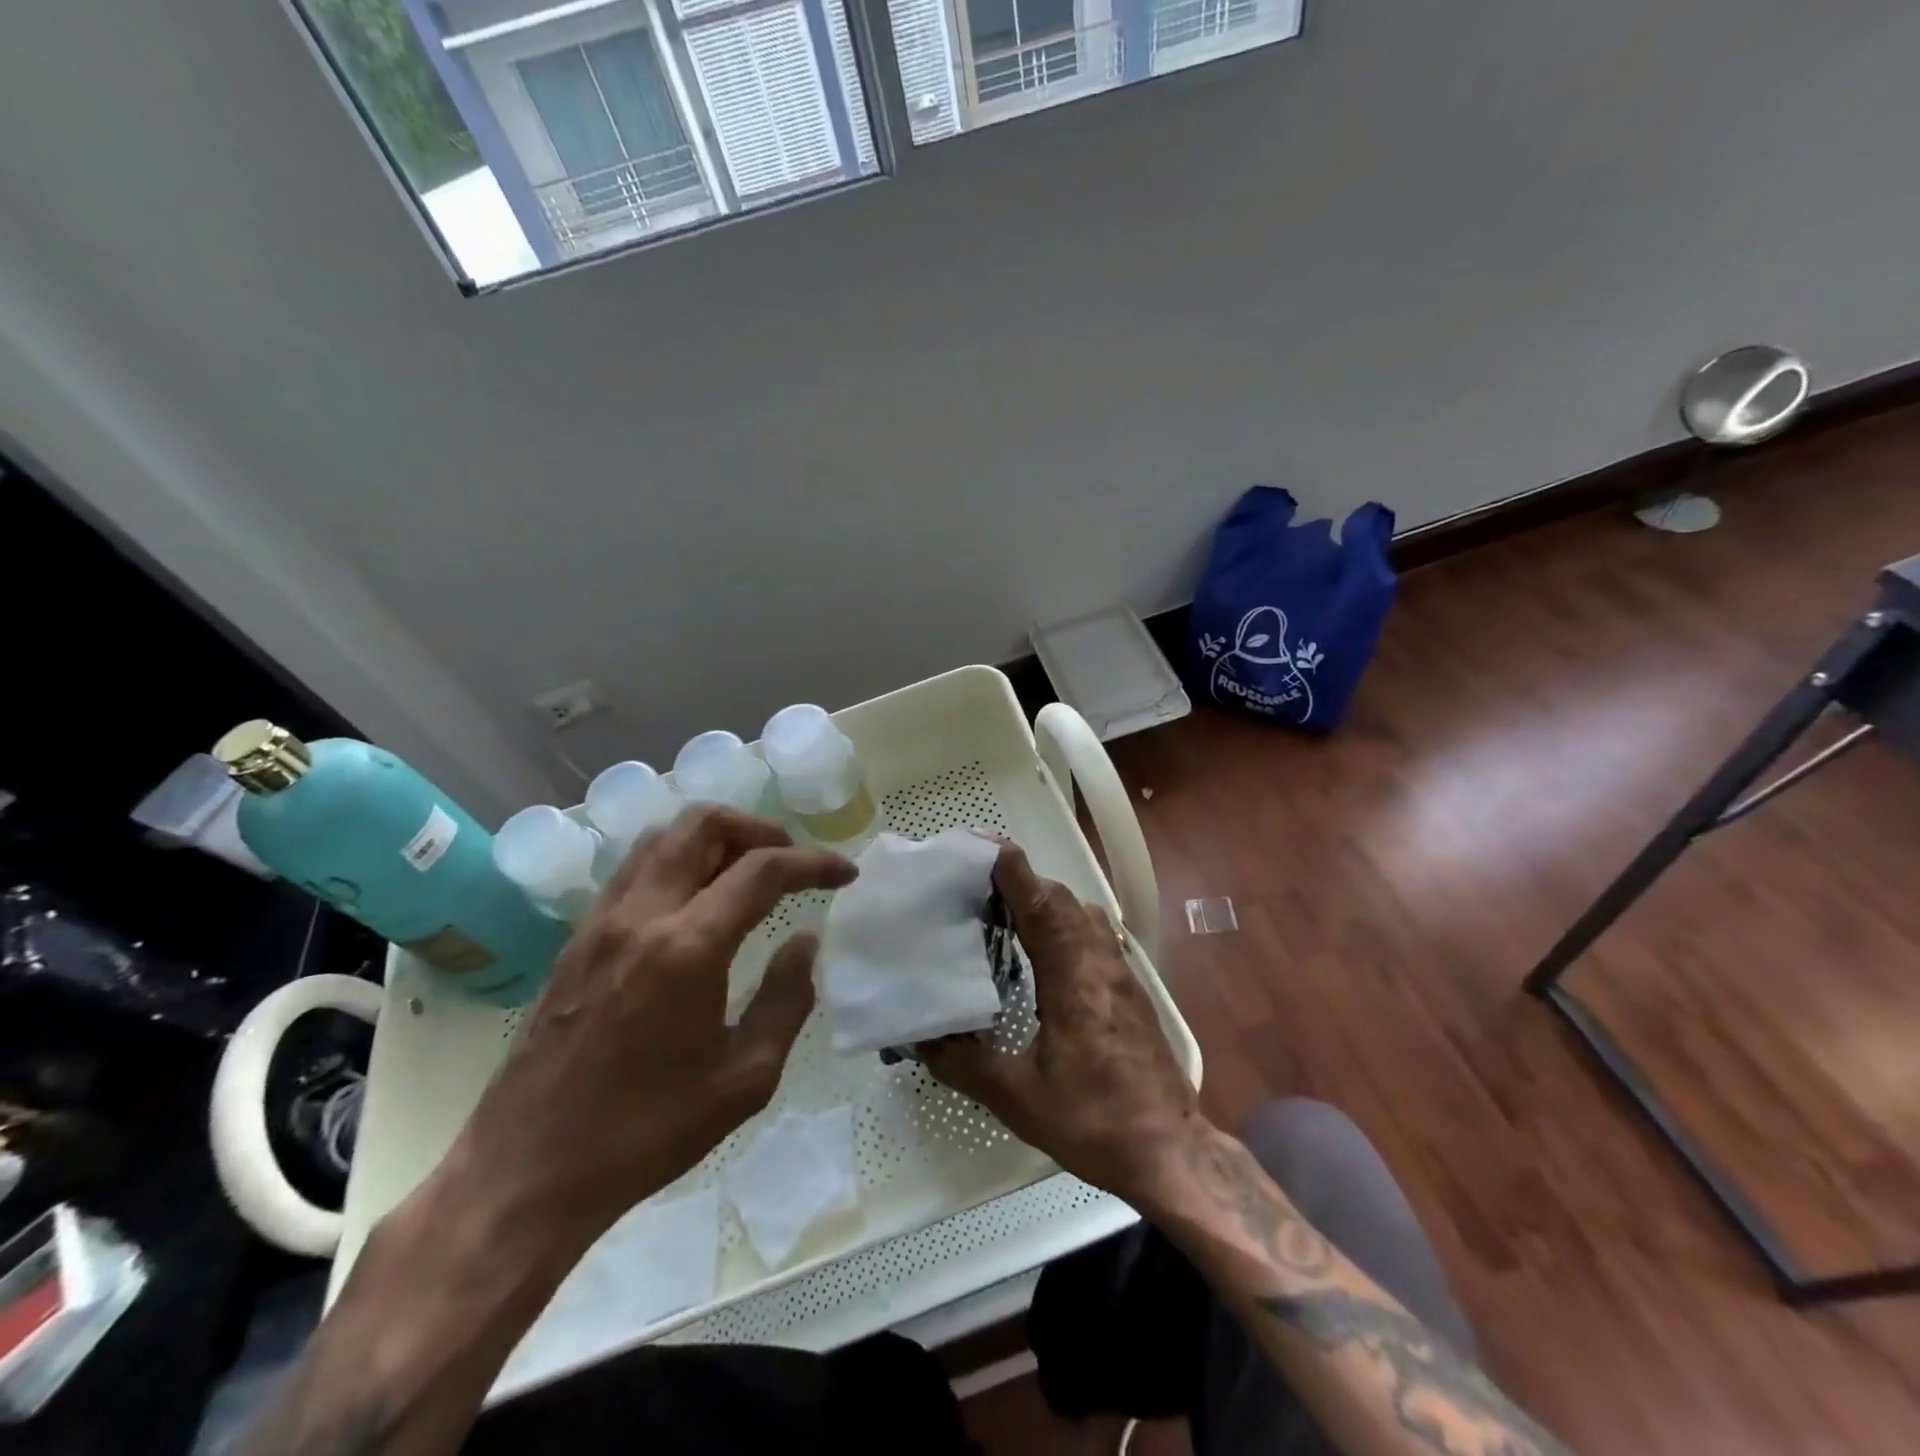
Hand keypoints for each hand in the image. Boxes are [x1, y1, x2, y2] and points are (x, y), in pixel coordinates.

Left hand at [455, 805, 856, 1239]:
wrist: (528, 1171)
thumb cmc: (647, 1131)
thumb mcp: (745, 1078)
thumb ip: (787, 998)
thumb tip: (804, 940)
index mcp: (688, 948)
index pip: (762, 870)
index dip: (813, 862)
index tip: (845, 874)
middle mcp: (641, 915)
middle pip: (702, 824)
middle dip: (759, 828)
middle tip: (791, 859)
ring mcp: (602, 921)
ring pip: (662, 836)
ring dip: (714, 837)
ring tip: (748, 870)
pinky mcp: (578, 938)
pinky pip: (635, 868)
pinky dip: (677, 859)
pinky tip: (696, 899)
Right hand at [919, 843, 1202, 1207]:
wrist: (1168, 1150)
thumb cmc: (1093, 1119)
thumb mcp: (1016, 1097)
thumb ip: (963, 1062)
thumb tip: (918, 1036)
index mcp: (1071, 975)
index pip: (1039, 902)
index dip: (1010, 869)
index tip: (977, 846)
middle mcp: (1099, 960)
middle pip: (1060, 898)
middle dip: (1019, 880)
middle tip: (974, 885)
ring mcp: (1119, 971)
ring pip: (1080, 912)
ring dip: (1043, 900)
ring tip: (1002, 913)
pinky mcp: (1129, 986)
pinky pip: (1092, 933)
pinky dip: (1062, 922)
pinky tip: (1041, 951)